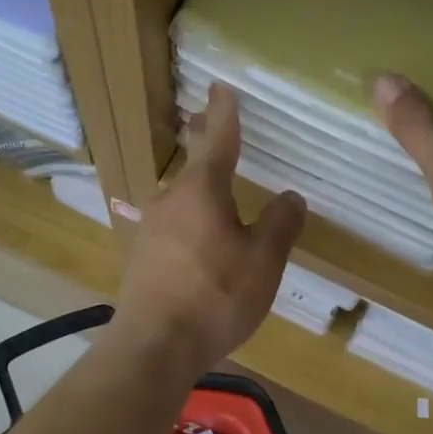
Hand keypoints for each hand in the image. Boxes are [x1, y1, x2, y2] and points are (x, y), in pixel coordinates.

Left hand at [113, 85, 306, 378]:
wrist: (154, 346)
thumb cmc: (215, 296)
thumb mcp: (263, 261)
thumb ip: (281, 225)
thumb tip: (290, 196)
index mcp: (202, 191)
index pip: (218, 139)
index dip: (224, 113)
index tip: (220, 87)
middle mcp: (170, 202)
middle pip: (193, 167)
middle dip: (205, 144)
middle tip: (209, 121)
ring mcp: (150, 231)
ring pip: (181, 200)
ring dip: (197, 188)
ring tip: (213, 188)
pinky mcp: (142, 261)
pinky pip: (173, 229)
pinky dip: (190, 222)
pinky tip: (197, 241)